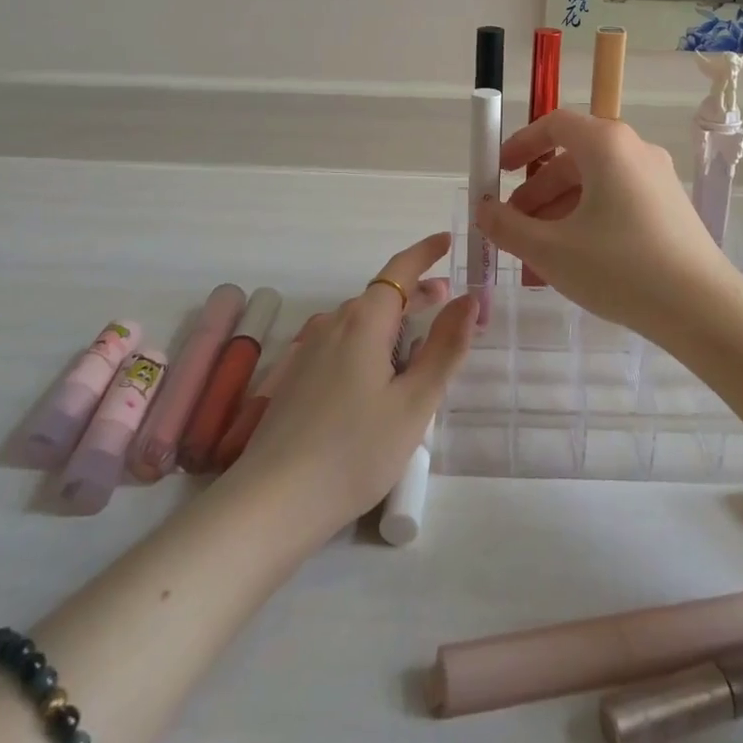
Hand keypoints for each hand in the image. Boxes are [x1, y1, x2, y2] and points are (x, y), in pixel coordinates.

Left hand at [237, 232, 475, 537]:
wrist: (273, 502)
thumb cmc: (355, 451)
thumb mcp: (414, 403)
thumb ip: (445, 348)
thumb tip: (469, 299)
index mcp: (363, 322)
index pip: (399, 270)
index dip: (425, 253)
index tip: (447, 240)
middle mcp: (333, 325)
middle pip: (381, 295)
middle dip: (416, 292)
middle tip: (448, 298)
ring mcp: (310, 352)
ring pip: (361, 322)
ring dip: (394, 320)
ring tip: (421, 339)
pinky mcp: (298, 378)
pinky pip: (343, 344)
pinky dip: (372, 342)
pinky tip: (381, 375)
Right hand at [474, 109, 742, 345]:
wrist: (702, 309)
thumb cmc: (619, 268)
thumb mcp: (550, 250)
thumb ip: (507, 226)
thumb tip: (483, 210)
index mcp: (606, 145)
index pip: (554, 124)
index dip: (520, 145)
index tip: (498, 173)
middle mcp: (634, 150)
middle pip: (572, 159)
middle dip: (535, 193)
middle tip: (513, 229)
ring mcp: (656, 178)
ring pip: (593, 185)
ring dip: (558, 214)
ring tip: (537, 259)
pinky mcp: (669, 207)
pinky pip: (616, 202)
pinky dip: (587, 221)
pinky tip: (573, 263)